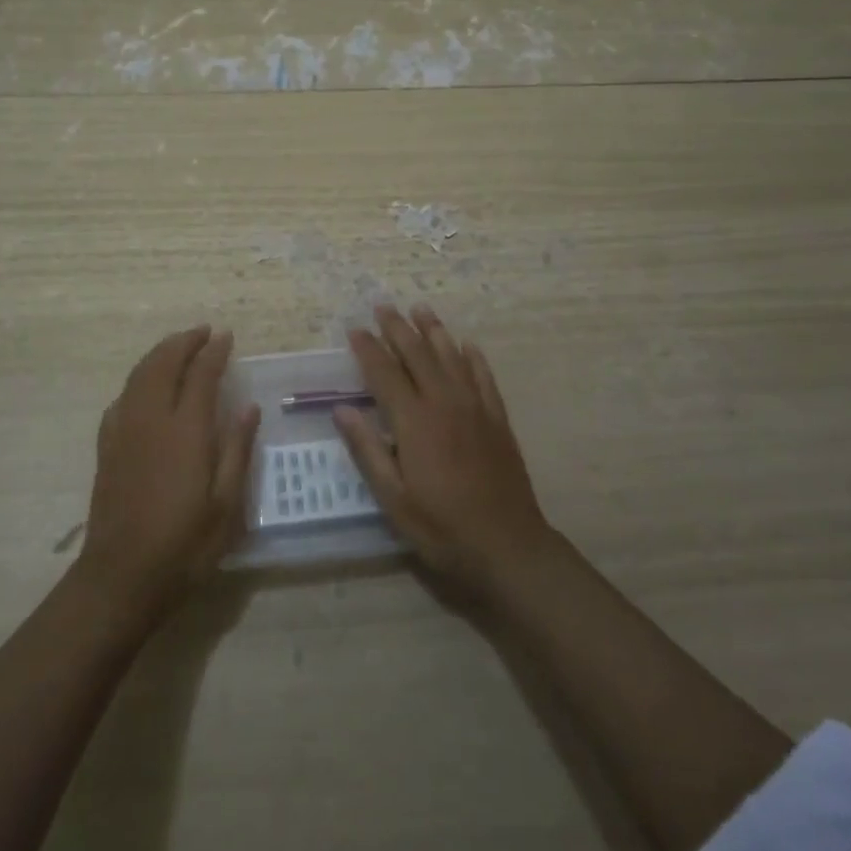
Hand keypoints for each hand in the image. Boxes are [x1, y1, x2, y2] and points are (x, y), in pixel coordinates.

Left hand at [78, 326, 258, 613]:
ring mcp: (123, 430)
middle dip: (184, 341)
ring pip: (139, 374)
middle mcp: (151, 419)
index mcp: (185, 430)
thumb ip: (238, 449)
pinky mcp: (107, 446)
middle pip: (163, 362)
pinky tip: (146, 389)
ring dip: (160, 354)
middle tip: (203, 332)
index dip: (214, 351)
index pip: (200, 374)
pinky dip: (138, 380)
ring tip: (178, 347)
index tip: (227, 337)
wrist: (121, 577)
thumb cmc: (185, 544)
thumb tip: (248, 406)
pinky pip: (122, 397)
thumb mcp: (227, 504)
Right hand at [335, 306, 552, 598]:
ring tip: (420, 309)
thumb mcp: (393, 498)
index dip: (368, 349)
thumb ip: (368, 450)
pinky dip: (473, 357)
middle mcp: (444, 403)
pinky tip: (466, 344)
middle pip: (417, 354)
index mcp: (414, 421)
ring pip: (451, 357)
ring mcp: (475, 408)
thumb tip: (343, 410)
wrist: (508, 545)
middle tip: (383, 305)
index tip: (355, 329)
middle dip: (397, 328)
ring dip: (433, 331)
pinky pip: (483, 376)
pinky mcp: (497, 419)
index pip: (384, 373)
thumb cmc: (442, 527)